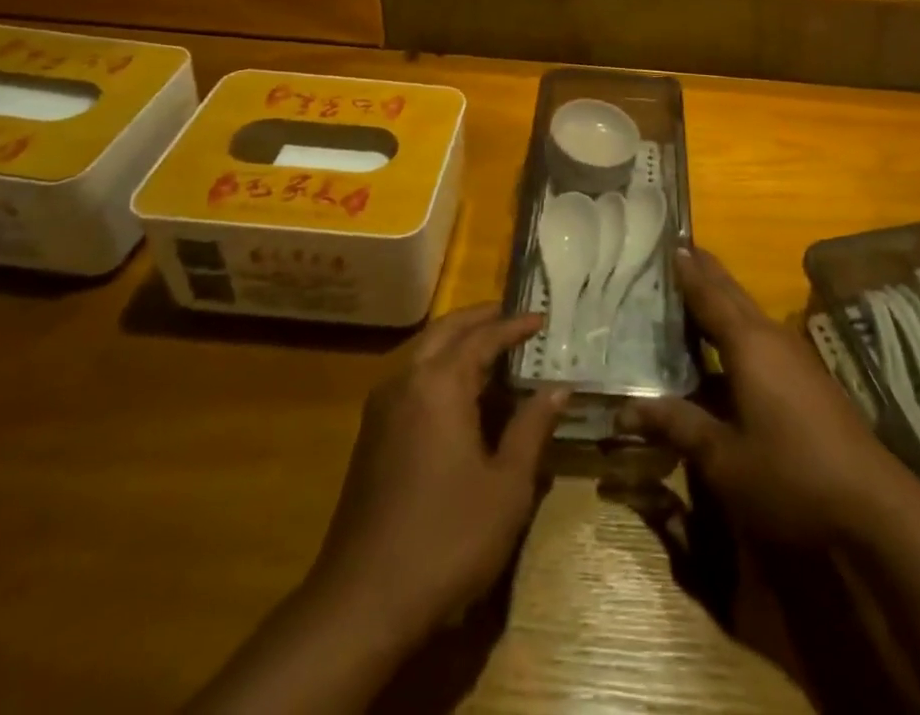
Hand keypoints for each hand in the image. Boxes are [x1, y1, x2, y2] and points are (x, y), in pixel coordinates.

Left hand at [311, 304, 566, 636]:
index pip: (483, 338)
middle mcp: (406, 382)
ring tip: (490, 346)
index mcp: (439, 384)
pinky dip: (438, 366)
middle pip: (445, 331)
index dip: (514, 326)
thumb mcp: (507, 486)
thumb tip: (558, 387)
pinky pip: (410, 379)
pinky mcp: (371, 436)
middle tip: (511, 316)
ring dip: (456, 341)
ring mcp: (382, 408)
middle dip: (479, 319)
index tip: (542, 318)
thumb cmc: (447, 538)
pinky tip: (459, 391)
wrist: (362, 603)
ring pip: (422, 352)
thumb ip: (532, 428)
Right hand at [625, 248, 911, 544]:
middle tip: (679, 251)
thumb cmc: (790, 476)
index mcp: (748, 344)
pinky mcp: (808, 379)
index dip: (687, 271)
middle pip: (732, 295)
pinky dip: (737, 327)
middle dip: (706, 273)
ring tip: (694, 290)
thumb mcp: (724, 459)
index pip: (709, 295)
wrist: (873, 506)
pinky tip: (726, 347)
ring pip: (749, 315)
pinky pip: (762, 337)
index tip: (668, 242)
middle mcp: (772, 338)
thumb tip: (626, 407)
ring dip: (722, 299)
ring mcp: (795, 357)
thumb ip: (678, 425)